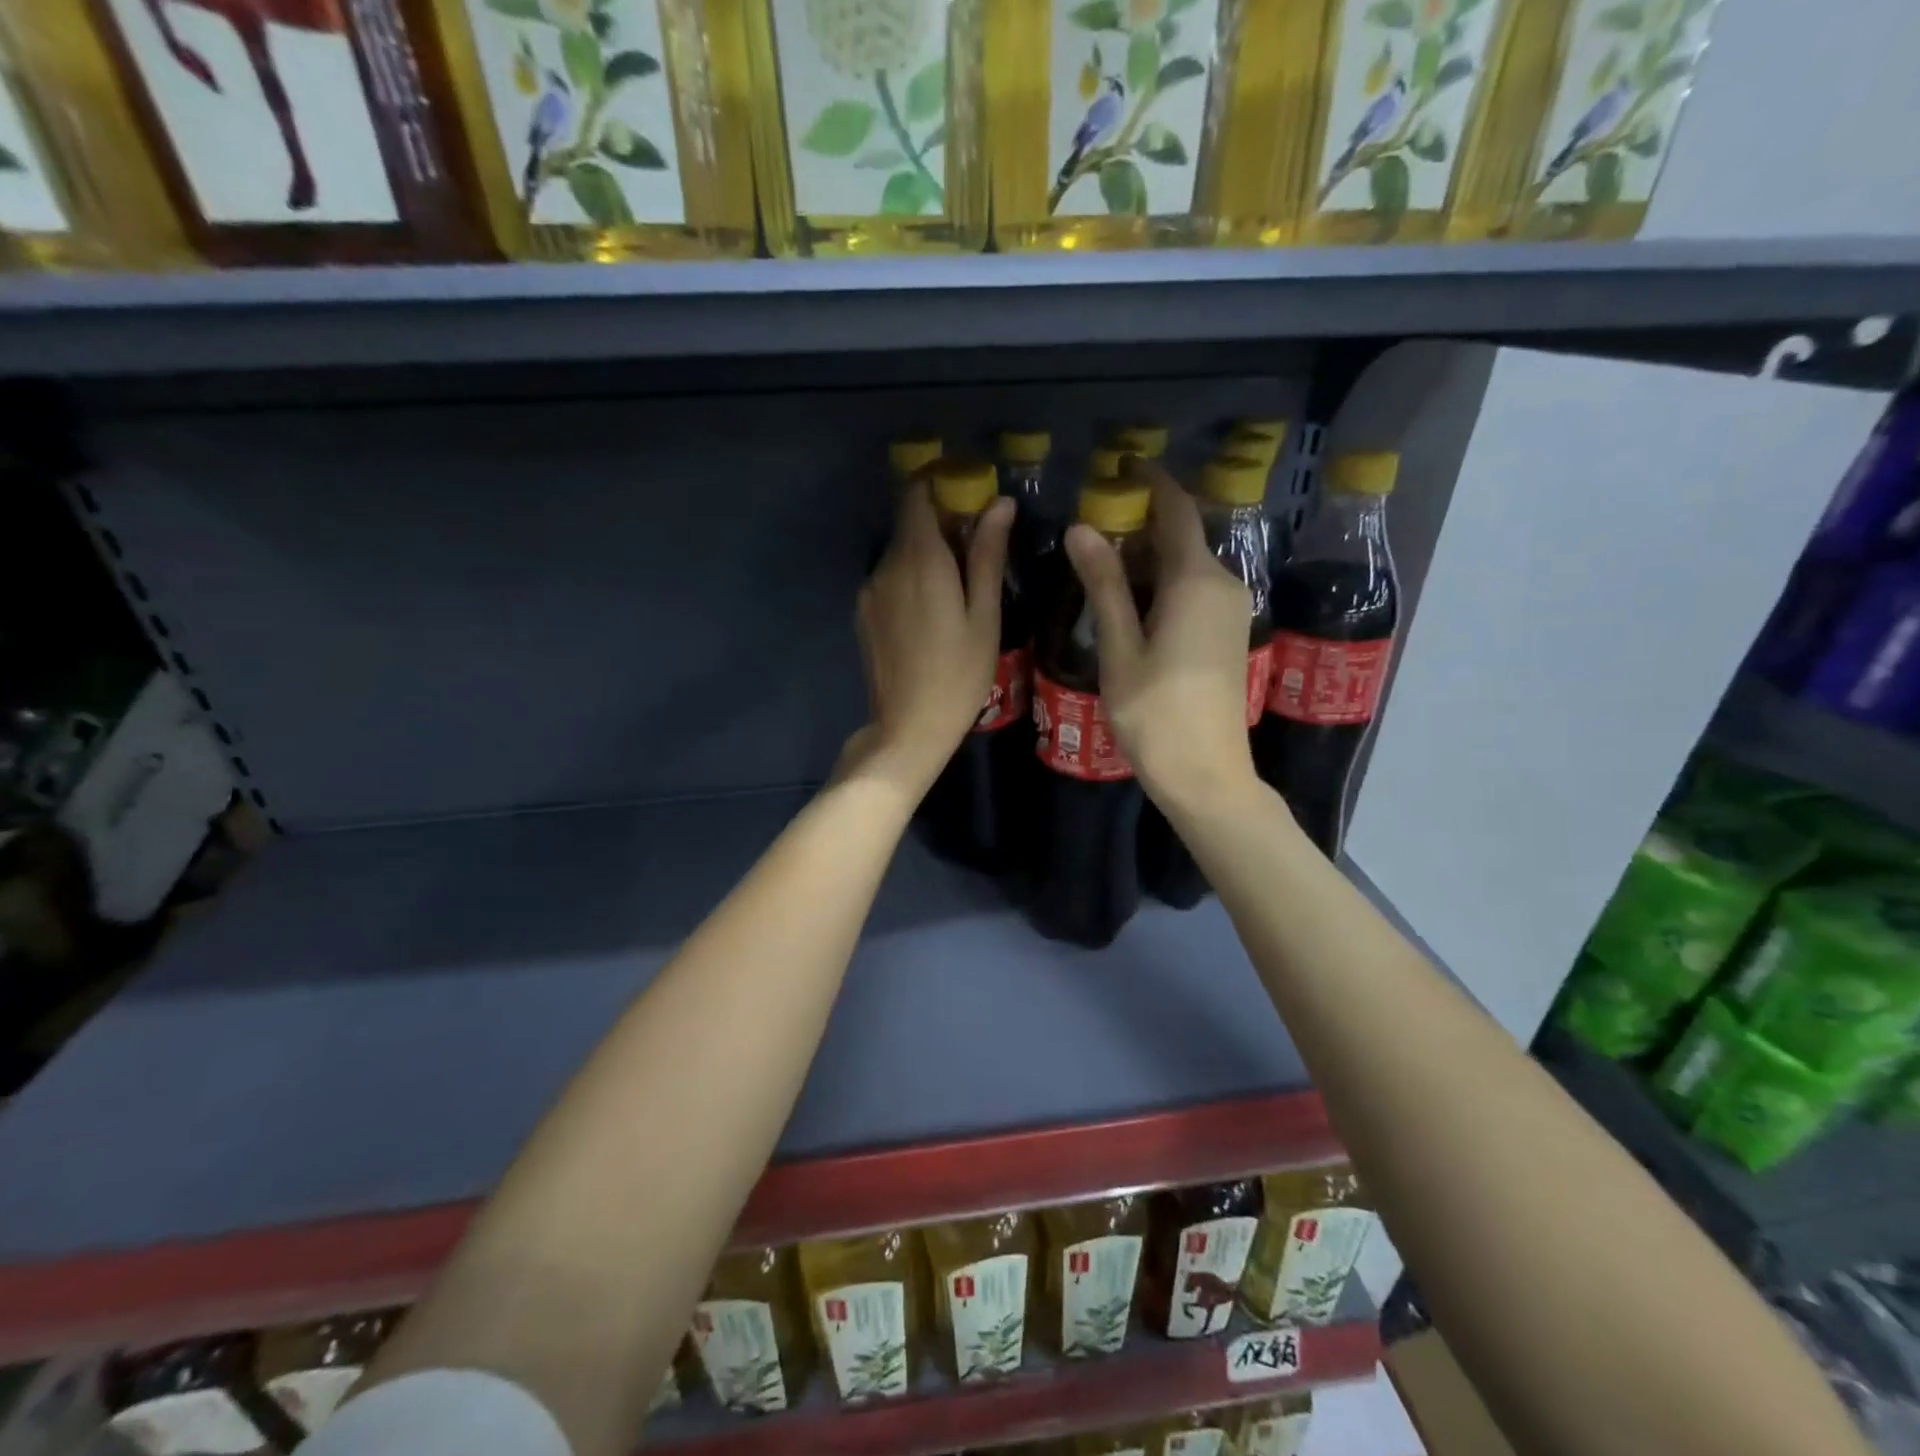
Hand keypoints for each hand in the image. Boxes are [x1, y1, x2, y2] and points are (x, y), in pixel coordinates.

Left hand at [844, 478, 1014, 794]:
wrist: (908, 728)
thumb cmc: (959, 675)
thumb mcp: (984, 616)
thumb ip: (987, 555)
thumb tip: (1000, 504)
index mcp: (919, 560)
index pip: (917, 494)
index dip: (941, 484)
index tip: (969, 494)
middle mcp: (886, 566)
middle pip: (909, 522)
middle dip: (941, 522)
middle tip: (977, 546)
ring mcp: (870, 590)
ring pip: (899, 552)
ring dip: (926, 553)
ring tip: (958, 584)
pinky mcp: (864, 613)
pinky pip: (889, 578)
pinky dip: (911, 577)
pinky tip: (932, 611)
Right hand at [1064, 462, 1256, 811]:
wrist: (1206, 775)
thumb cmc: (1155, 713)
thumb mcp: (1120, 647)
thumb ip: (1104, 584)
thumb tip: (1083, 528)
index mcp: (1197, 581)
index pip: (1176, 512)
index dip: (1151, 483)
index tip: (1120, 465)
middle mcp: (1223, 585)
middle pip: (1181, 537)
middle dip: (1140, 524)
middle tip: (1090, 526)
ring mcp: (1231, 611)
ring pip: (1186, 566)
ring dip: (1147, 558)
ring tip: (1099, 564)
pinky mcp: (1228, 634)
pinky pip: (1194, 590)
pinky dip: (1162, 583)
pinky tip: (1129, 601)